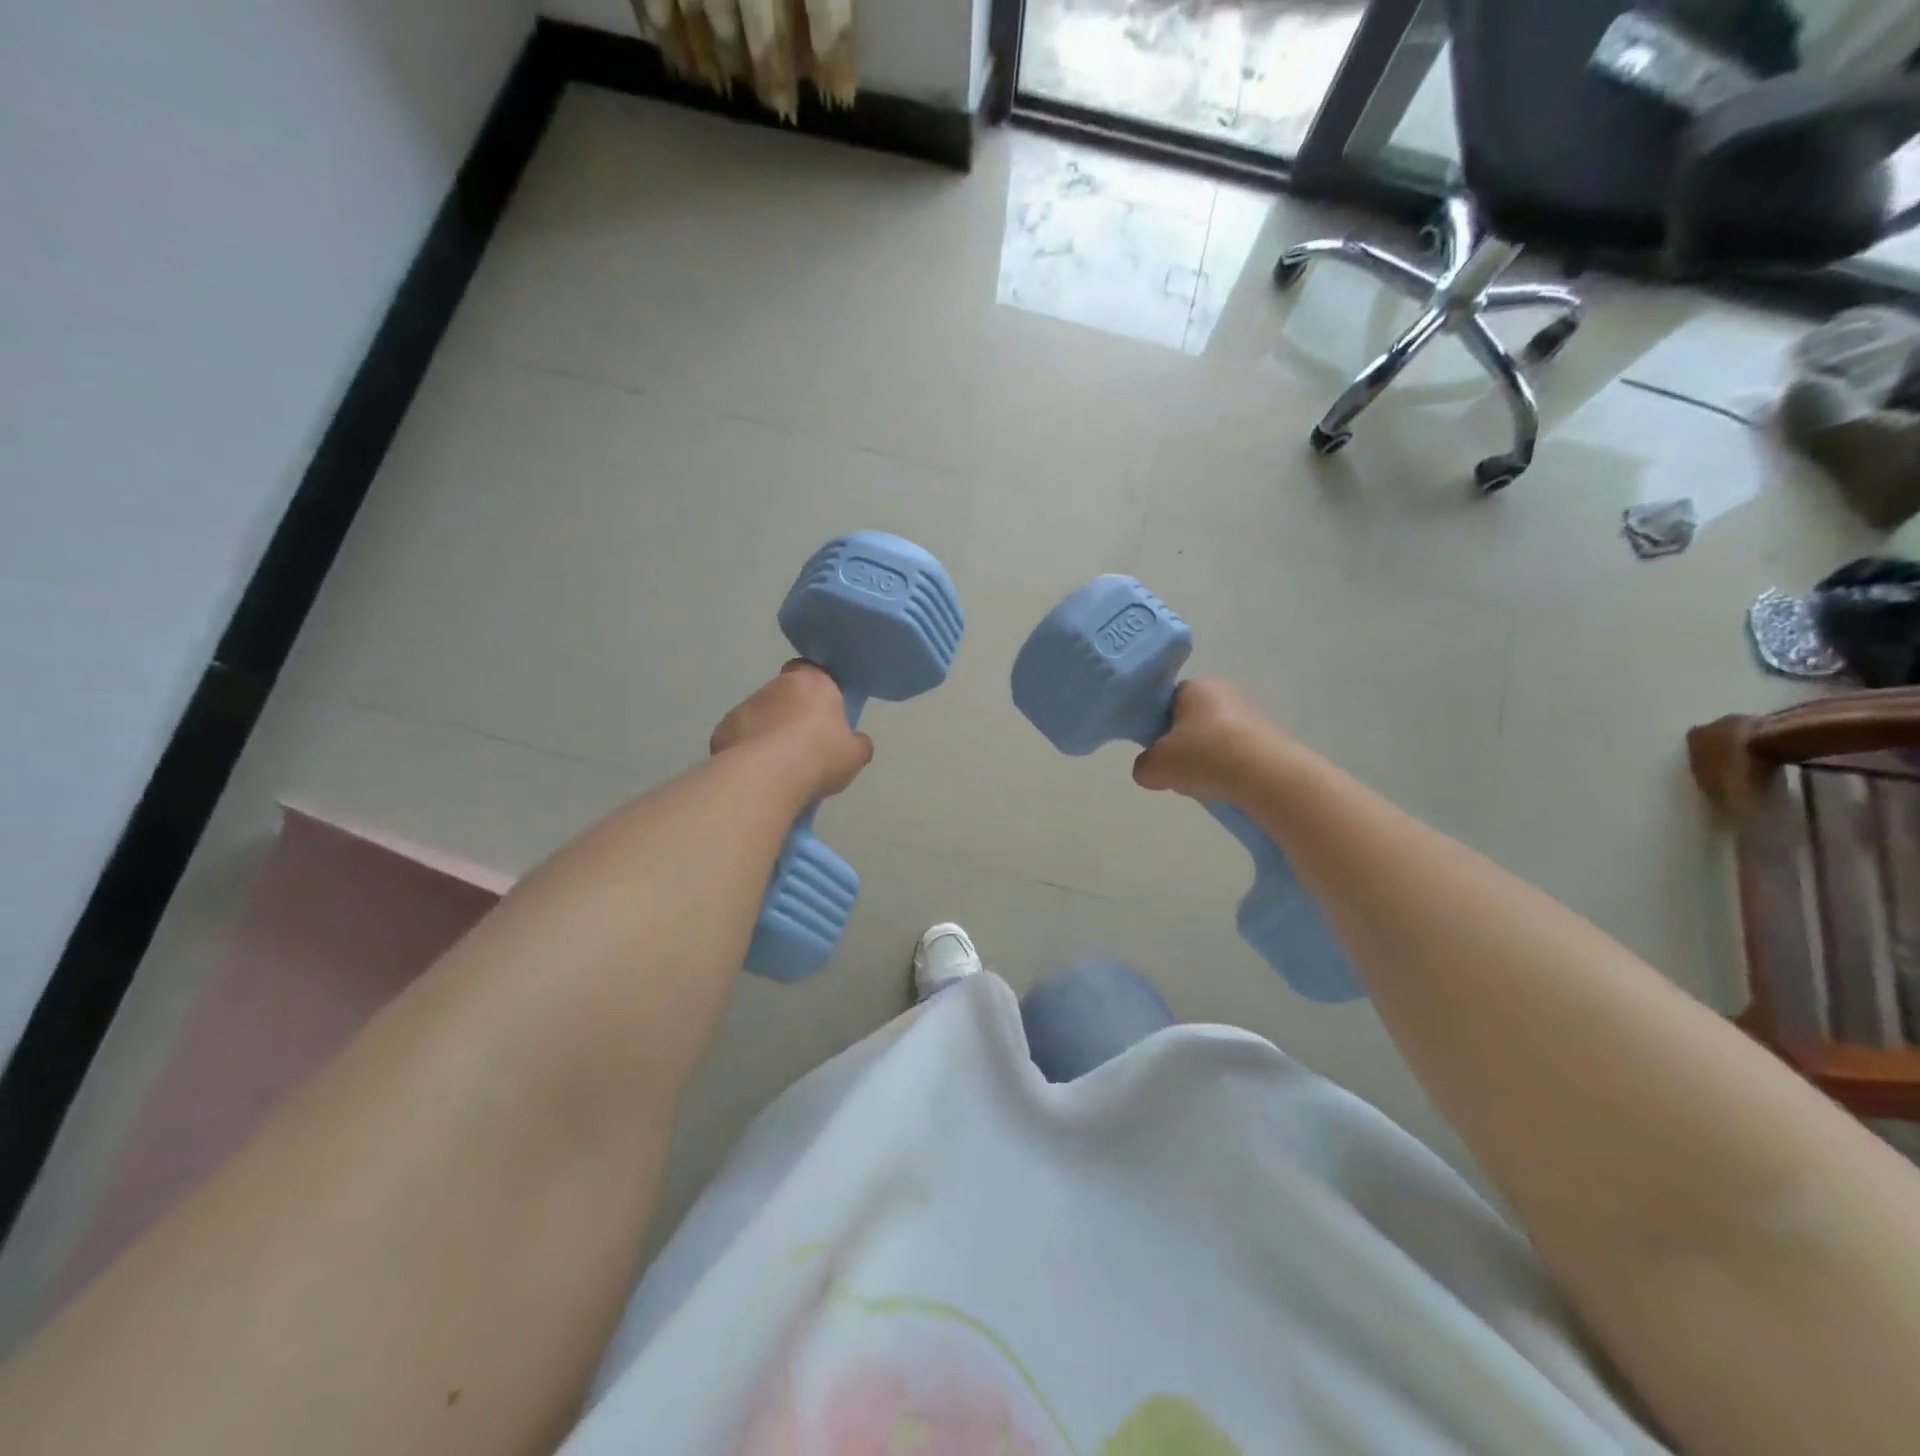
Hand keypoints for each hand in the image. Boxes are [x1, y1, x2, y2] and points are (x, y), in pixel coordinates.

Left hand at [710, 661, 873, 797]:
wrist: (767, 776)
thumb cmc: (820, 755)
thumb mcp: (855, 755)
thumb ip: (857, 743)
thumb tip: (855, 742)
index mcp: (812, 682)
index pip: (811, 670)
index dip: (816, 689)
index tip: (822, 712)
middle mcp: (775, 685)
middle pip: (784, 694)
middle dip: (791, 714)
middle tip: (804, 746)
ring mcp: (745, 706)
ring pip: (760, 716)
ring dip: (768, 733)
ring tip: (779, 767)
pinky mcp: (723, 729)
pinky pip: (740, 738)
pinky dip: (747, 751)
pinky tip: (757, 774)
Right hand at [1132, 678, 1280, 802]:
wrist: (1268, 776)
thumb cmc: (1204, 757)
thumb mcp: (1155, 766)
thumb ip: (1143, 766)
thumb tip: (1151, 770)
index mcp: (1195, 686)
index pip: (1166, 703)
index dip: (1157, 729)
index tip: (1158, 753)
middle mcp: (1225, 692)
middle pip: (1191, 724)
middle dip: (1183, 749)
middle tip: (1179, 772)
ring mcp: (1253, 715)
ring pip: (1215, 741)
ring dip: (1207, 762)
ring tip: (1207, 785)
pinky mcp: (1271, 739)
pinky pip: (1238, 754)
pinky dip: (1230, 770)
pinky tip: (1229, 787)